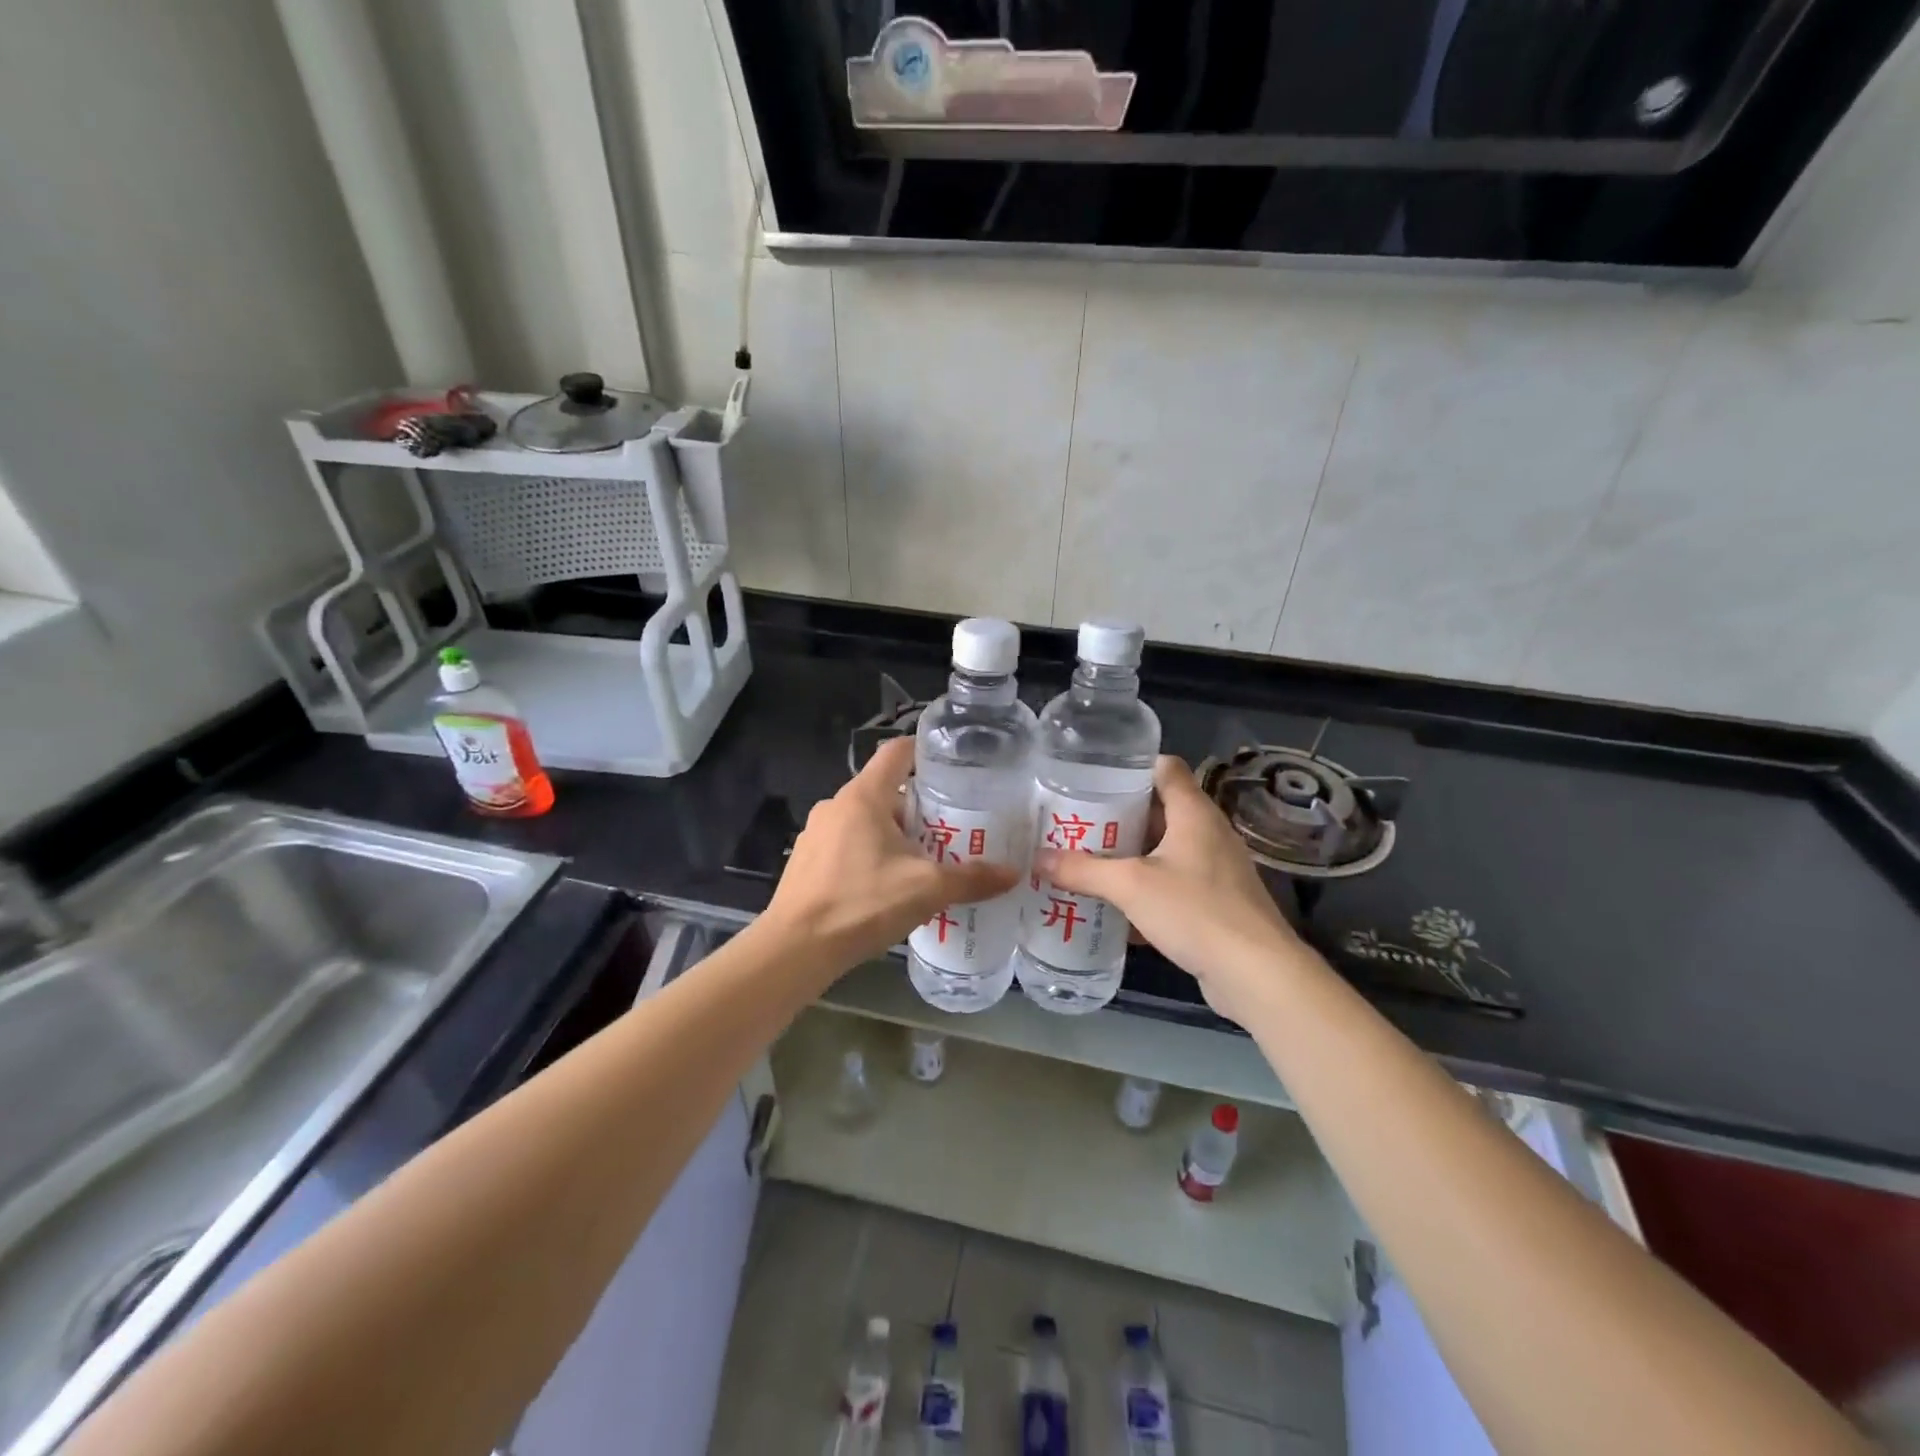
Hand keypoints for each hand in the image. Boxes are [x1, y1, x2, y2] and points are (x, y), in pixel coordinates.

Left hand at [762, 737, 1018, 972]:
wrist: (796, 949)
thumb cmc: (862, 903)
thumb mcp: (926, 890)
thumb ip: (972, 879)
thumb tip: (1014, 874)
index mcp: (864, 796)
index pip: (897, 752)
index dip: (925, 751)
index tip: (954, 766)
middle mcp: (837, 804)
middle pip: (886, 790)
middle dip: (920, 807)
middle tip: (952, 829)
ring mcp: (816, 832)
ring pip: (866, 819)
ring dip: (894, 834)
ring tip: (925, 860)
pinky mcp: (807, 859)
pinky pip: (847, 844)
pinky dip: (870, 853)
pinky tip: (887, 886)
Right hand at [1034, 756, 1311, 1020]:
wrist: (1256, 974)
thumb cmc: (1195, 911)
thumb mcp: (1130, 886)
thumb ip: (1083, 870)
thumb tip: (1038, 859)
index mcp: (1193, 813)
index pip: (1165, 768)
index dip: (1130, 767)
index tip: (1093, 778)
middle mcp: (1208, 833)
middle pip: (1159, 810)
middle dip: (1118, 817)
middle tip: (1077, 824)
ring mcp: (1215, 869)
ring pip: (1164, 850)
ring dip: (1129, 856)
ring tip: (1086, 862)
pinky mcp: (1216, 902)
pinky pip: (1173, 884)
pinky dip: (1145, 889)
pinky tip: (1115, 908)